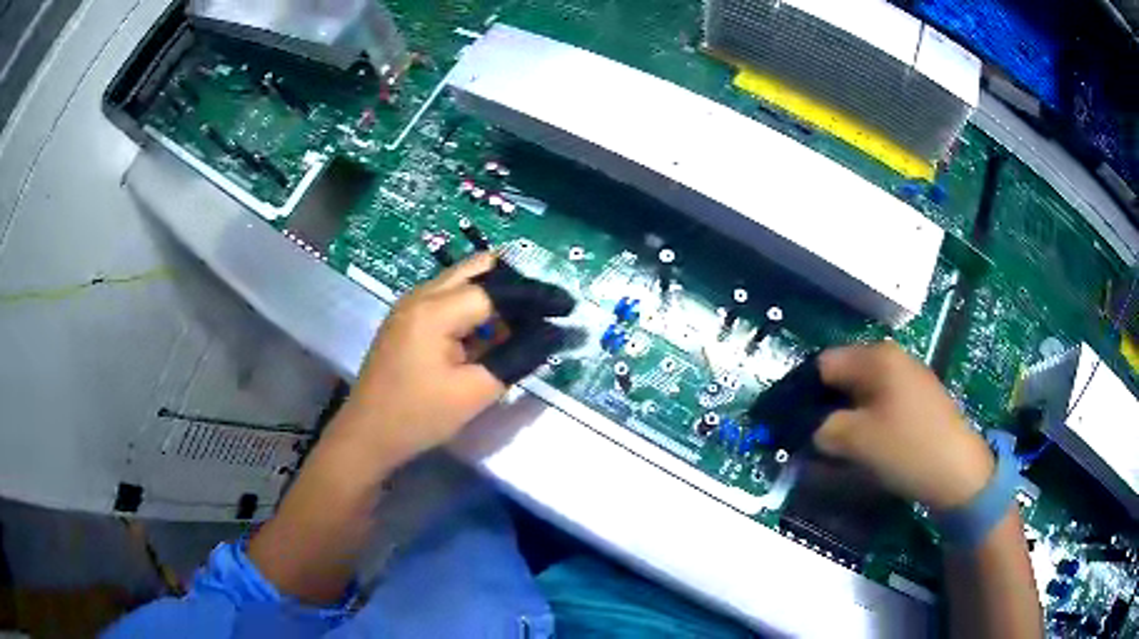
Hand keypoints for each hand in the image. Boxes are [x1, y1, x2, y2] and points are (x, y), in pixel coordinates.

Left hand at [331, 253, 574, 469]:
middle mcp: (420, 295)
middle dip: (515, 286)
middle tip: (543, 311)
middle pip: (478, 269)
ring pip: (463, 281)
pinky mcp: (407, 319)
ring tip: (523, 326)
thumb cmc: (418, 417)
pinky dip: (475, 309)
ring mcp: (410, 305)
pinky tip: (490, 336)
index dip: (535, 297)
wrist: (367, 436)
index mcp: (434, 310)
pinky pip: (449, 299)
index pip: (497, 290)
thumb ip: (517, 358)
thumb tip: (554, 336)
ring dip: (495, 297)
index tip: (567, 307)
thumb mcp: (474, 392)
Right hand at [814, 342, 994, 509]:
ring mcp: (908, 376)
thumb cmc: (906, 448)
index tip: (786, 421)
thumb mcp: (856, 440)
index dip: (800, 391)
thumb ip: (821, 429)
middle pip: (843, 375)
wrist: (959, 471)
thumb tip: (804, 428)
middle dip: (822, 405)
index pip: (823, 363)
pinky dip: (864, 418)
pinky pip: (880, 401)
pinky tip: (863, 442)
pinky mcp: (917, 397)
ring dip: (843, 414)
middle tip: (808, 437)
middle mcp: (892, 357)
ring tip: (833, 444)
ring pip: (861, 390)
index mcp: (877, 357)